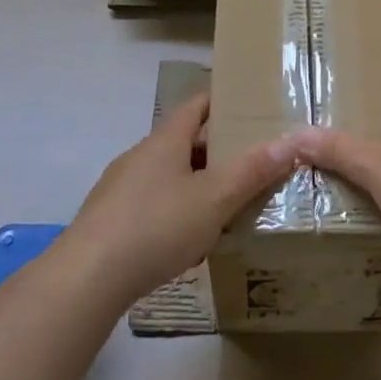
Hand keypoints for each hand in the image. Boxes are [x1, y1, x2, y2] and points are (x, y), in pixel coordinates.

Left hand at [66, 93, 300, 299]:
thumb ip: (252, 171)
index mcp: (165, 141)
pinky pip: (152, 204)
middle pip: (183, 141)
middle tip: (252, 162)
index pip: (196, 105)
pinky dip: (175, 210)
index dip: (222, 101)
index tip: (251, 106)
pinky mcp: (109, 219)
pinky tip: (189, 239)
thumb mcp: (214, 199)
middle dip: (216, 150)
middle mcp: (140, 156)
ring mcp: (120, 188)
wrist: (88, 277)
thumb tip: (292, 141)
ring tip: (228, 203)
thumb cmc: (156, 226)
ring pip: (168, 175)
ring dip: (196, 183)